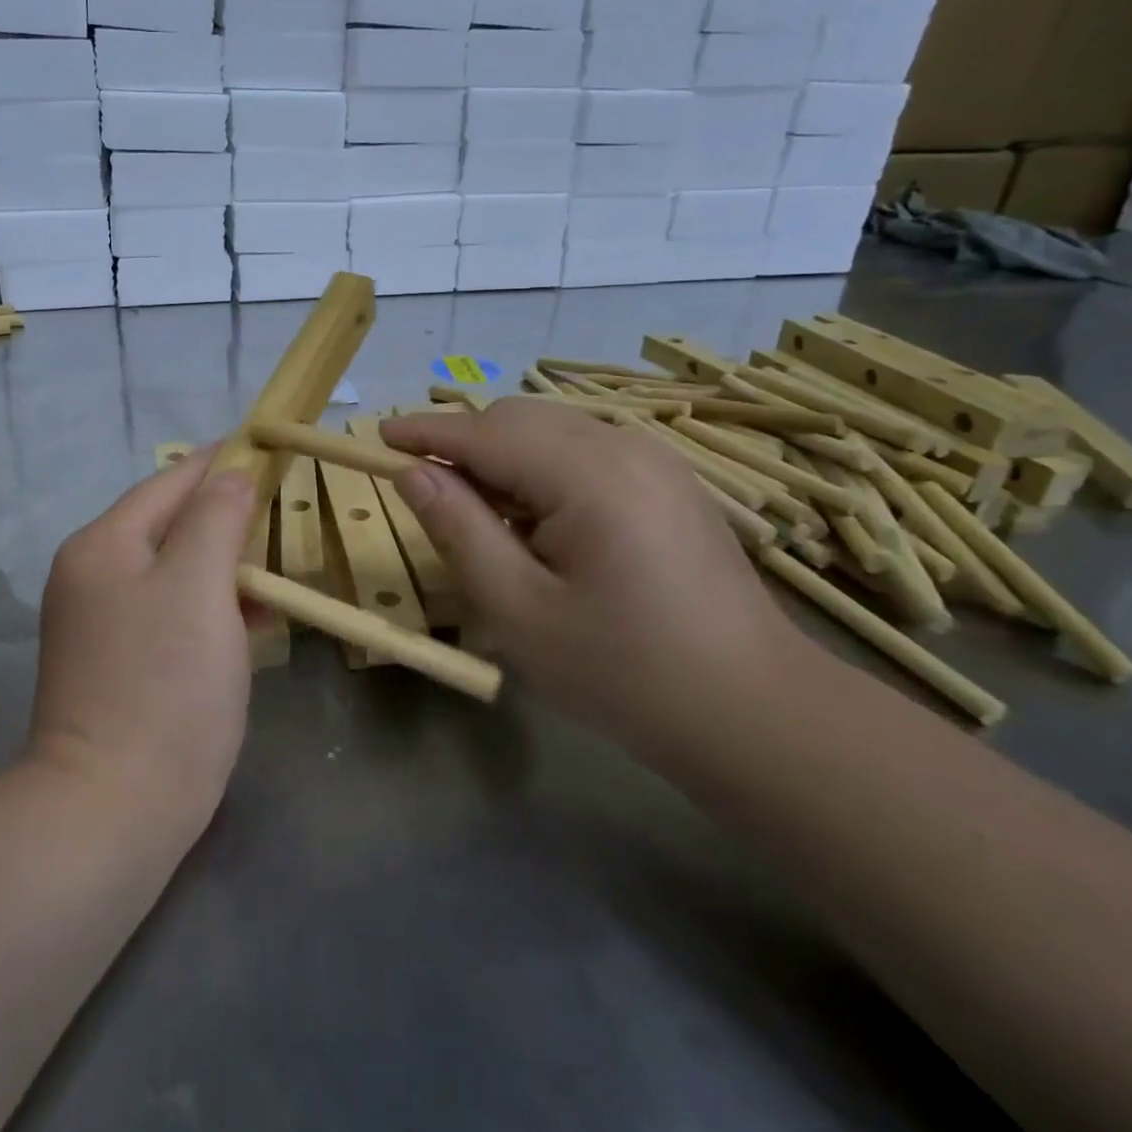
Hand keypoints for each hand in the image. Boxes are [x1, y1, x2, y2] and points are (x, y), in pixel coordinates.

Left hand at [30, 451, 255, 839]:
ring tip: (276, 562)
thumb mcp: (199, 585)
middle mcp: (93, 575)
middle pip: (170, 524)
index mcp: (104, 545)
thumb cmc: (165, 686)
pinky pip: (171, 610)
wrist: (113, 810)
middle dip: (227, 514)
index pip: (171, 481)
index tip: (269, 446)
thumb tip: (230, 475)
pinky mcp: (119, 662)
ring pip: (175, 569)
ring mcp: (101, 622)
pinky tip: (251, 617)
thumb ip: (215, 517)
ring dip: (224, 562)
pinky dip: (211, 603)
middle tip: (284, 508)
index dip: (222, 461)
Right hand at [379, 399, 795, 735]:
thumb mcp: (519, 610)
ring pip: (551, 430)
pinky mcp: (668, 480)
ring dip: (502, 457)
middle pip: (518, 420)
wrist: (753, 711)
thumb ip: (459, 530)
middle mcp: (625, 446)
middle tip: (429, 496)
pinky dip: (541, 468)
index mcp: (588, 475)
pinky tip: (540, 522)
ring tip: (484, 518)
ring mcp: (655, 459)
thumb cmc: (623, 672)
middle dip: (464, 444)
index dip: (425, 432)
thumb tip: (413, 474)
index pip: (485, 433)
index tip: (377, 439)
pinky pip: (584, 450)